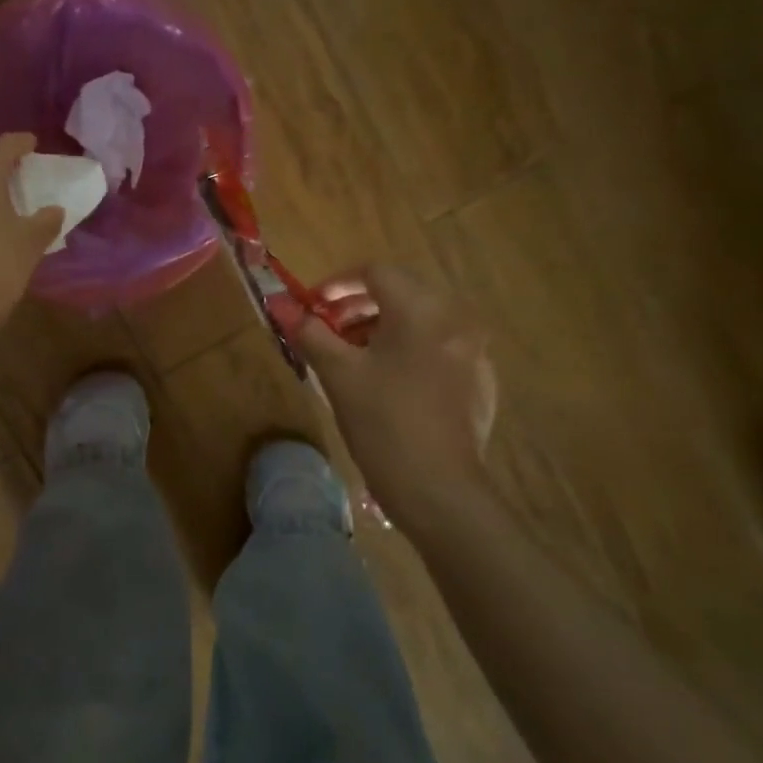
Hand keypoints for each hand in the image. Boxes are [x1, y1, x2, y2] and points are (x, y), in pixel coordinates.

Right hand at [292, 263, 499, 531]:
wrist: (438, 490)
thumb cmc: (382, 423)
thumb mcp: (338, 374)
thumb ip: (310, 333)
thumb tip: (283, 306)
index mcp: (422, 310)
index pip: (376, 273)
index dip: (338, 283)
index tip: (312, 305)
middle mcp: (455, 320)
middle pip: (401, 294)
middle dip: (359, 307)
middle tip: (328, 330)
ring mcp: (473, 352)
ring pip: (420, 323)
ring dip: (382, 329)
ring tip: (352, 358)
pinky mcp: (479, 382)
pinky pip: (437, 350)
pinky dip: (408, 352)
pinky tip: (388, 385)